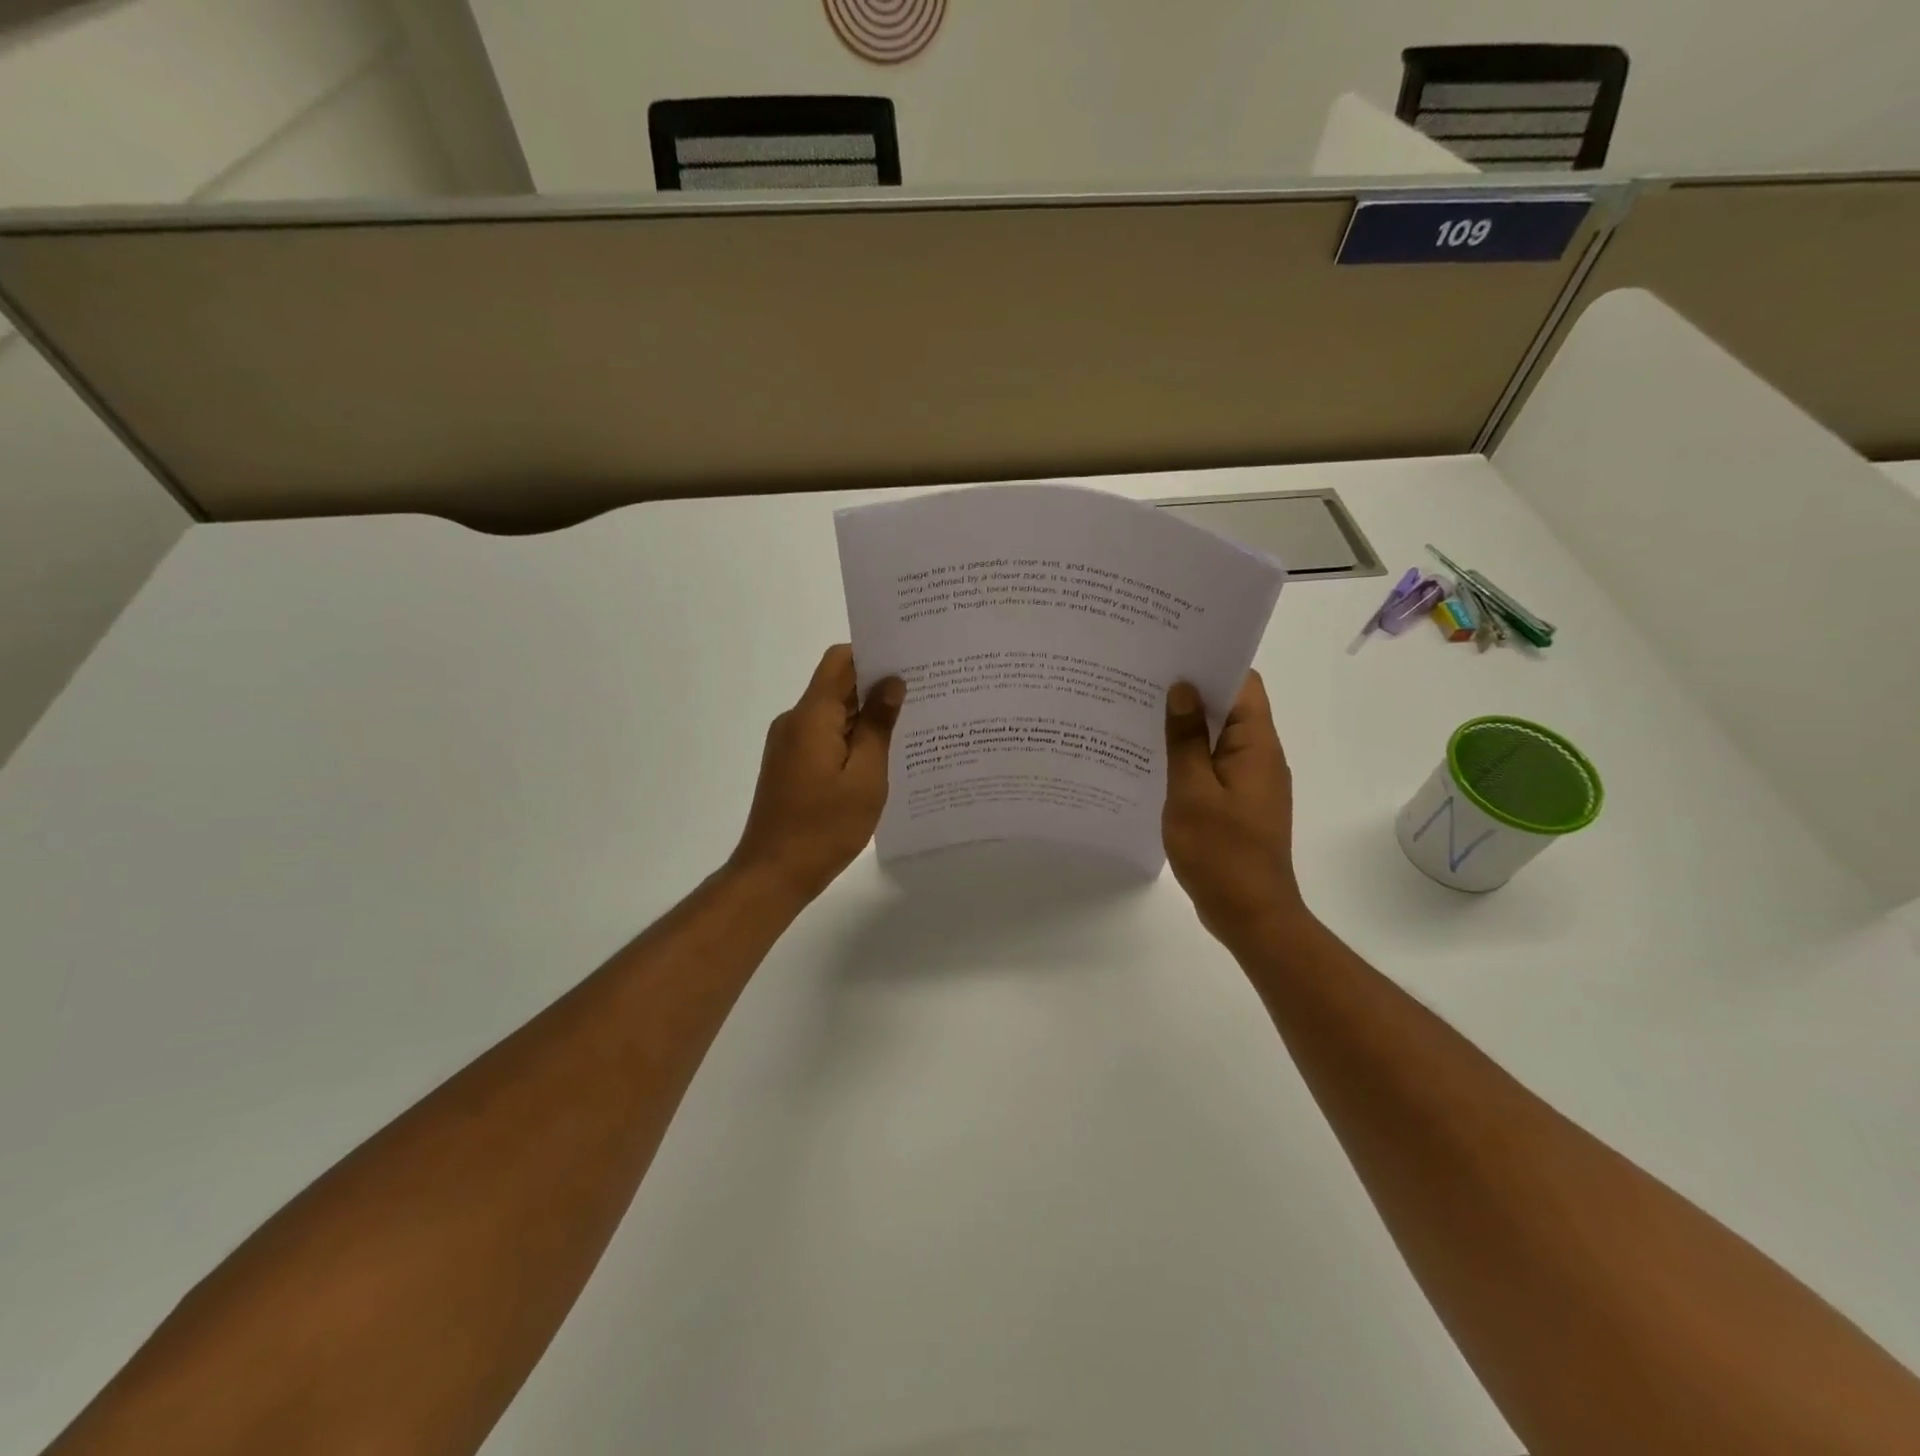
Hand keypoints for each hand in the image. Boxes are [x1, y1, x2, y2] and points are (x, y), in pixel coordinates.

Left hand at [730, 644, 904, 902]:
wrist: (773, 874)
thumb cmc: (824, 827)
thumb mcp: (865, 778)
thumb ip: (878, 726)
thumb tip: (891, 683)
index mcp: (812, 717)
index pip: (840, 661)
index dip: (873, 653)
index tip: (909, 660)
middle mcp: (796, 722)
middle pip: (838, 685)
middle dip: (877, 685)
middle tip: (925, 692)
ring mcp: (790, 744)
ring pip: (834, 714)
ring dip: (866, 716)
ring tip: (912, 724)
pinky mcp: (792, 765)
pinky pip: (826, 737)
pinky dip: (852, 739)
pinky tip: (883, 756)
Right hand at [1162, 672, 1307, 950]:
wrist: (1250, 913)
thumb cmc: (1221, 852)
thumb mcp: (1193, 792)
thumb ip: (1186, 739)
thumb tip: (1183, 689)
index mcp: (1256, 746)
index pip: (1243, 684)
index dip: (1212, 663)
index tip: (1172, 652)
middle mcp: (1260, 756)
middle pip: (1231, 707)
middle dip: (1191, 692)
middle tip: (1144, 678)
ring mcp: (1250, 781)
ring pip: (1219, 737)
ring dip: (1188, 725)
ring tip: (1141, 712)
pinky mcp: (1238, 802)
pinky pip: (1213, 765)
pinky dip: (1189, 756)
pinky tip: (1154, 758)